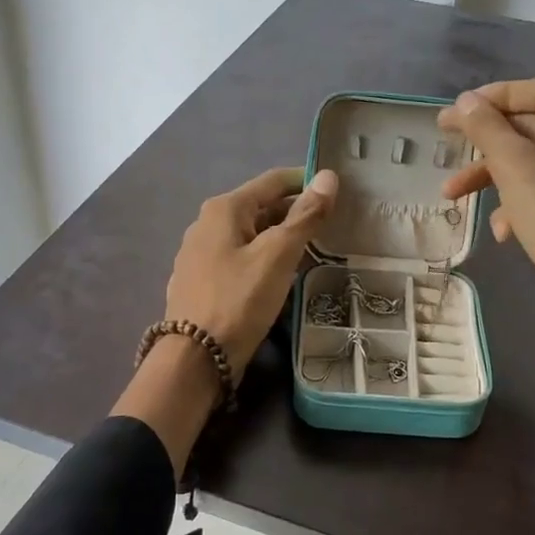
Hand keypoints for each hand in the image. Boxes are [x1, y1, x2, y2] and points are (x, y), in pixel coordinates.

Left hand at [163, 166, 339, 379]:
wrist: (195, 358)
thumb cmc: (239, 299)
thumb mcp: (278, 255)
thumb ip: (305, 216)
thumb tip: (329, 177)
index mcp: (224, 208)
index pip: (273, 180)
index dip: (307, 180)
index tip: (339, 191)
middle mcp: (207, 224)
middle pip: (261, 207)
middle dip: (296, 212)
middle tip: (335, 225)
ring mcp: (201, 254)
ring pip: (251, 235)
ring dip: (281, 238)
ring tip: (316, 250)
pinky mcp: (202, 281)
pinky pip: (240, 258)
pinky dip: (264, 259)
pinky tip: (282, 276)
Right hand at [438, 79, 534, 368]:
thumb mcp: (517, 170)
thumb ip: (487, 129)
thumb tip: (465, 102)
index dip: (495, 96)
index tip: (457, 111)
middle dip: (487, 144)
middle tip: (445, 146)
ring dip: (495, 178)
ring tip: (454, 197)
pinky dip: (520, 207)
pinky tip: (503, 232)